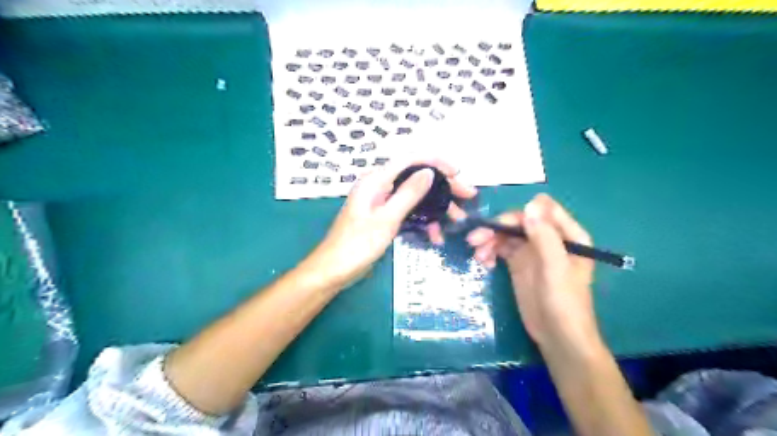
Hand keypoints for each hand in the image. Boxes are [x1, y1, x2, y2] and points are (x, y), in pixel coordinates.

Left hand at [307, 158, 477, 285]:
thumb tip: (429, 172)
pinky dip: (423, 221)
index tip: (458, 174)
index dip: (436, 162)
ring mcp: (383, 202)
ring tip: (458, 220)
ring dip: (437, 208)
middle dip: (443, 187)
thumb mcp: (386, 220)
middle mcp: (380, 186)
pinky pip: (409, 213)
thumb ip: (407, 194)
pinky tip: (435, 236)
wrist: (333, 271)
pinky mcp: (384, 218)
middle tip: (468, 196)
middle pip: (417, 178)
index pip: (411, 159)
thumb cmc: (356, 245)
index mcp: (376, 180)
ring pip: (416, 197)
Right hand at [464, 195, 595, 350]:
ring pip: (507, 234)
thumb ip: (544, 236)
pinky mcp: (518, 264)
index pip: (542, 209)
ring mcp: (532, 251)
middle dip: (497, 227)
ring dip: (490, 239)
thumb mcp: (556, 268)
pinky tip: (483, 262)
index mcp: (567, 234)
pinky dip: (490, 251)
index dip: (520, 213)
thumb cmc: (564, 303)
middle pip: (519, 221)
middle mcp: (549, 238)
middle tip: (475, 239)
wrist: (557, 337)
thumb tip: (529, 205)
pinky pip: (501, 248)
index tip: (499, 226)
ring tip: (478, 255)